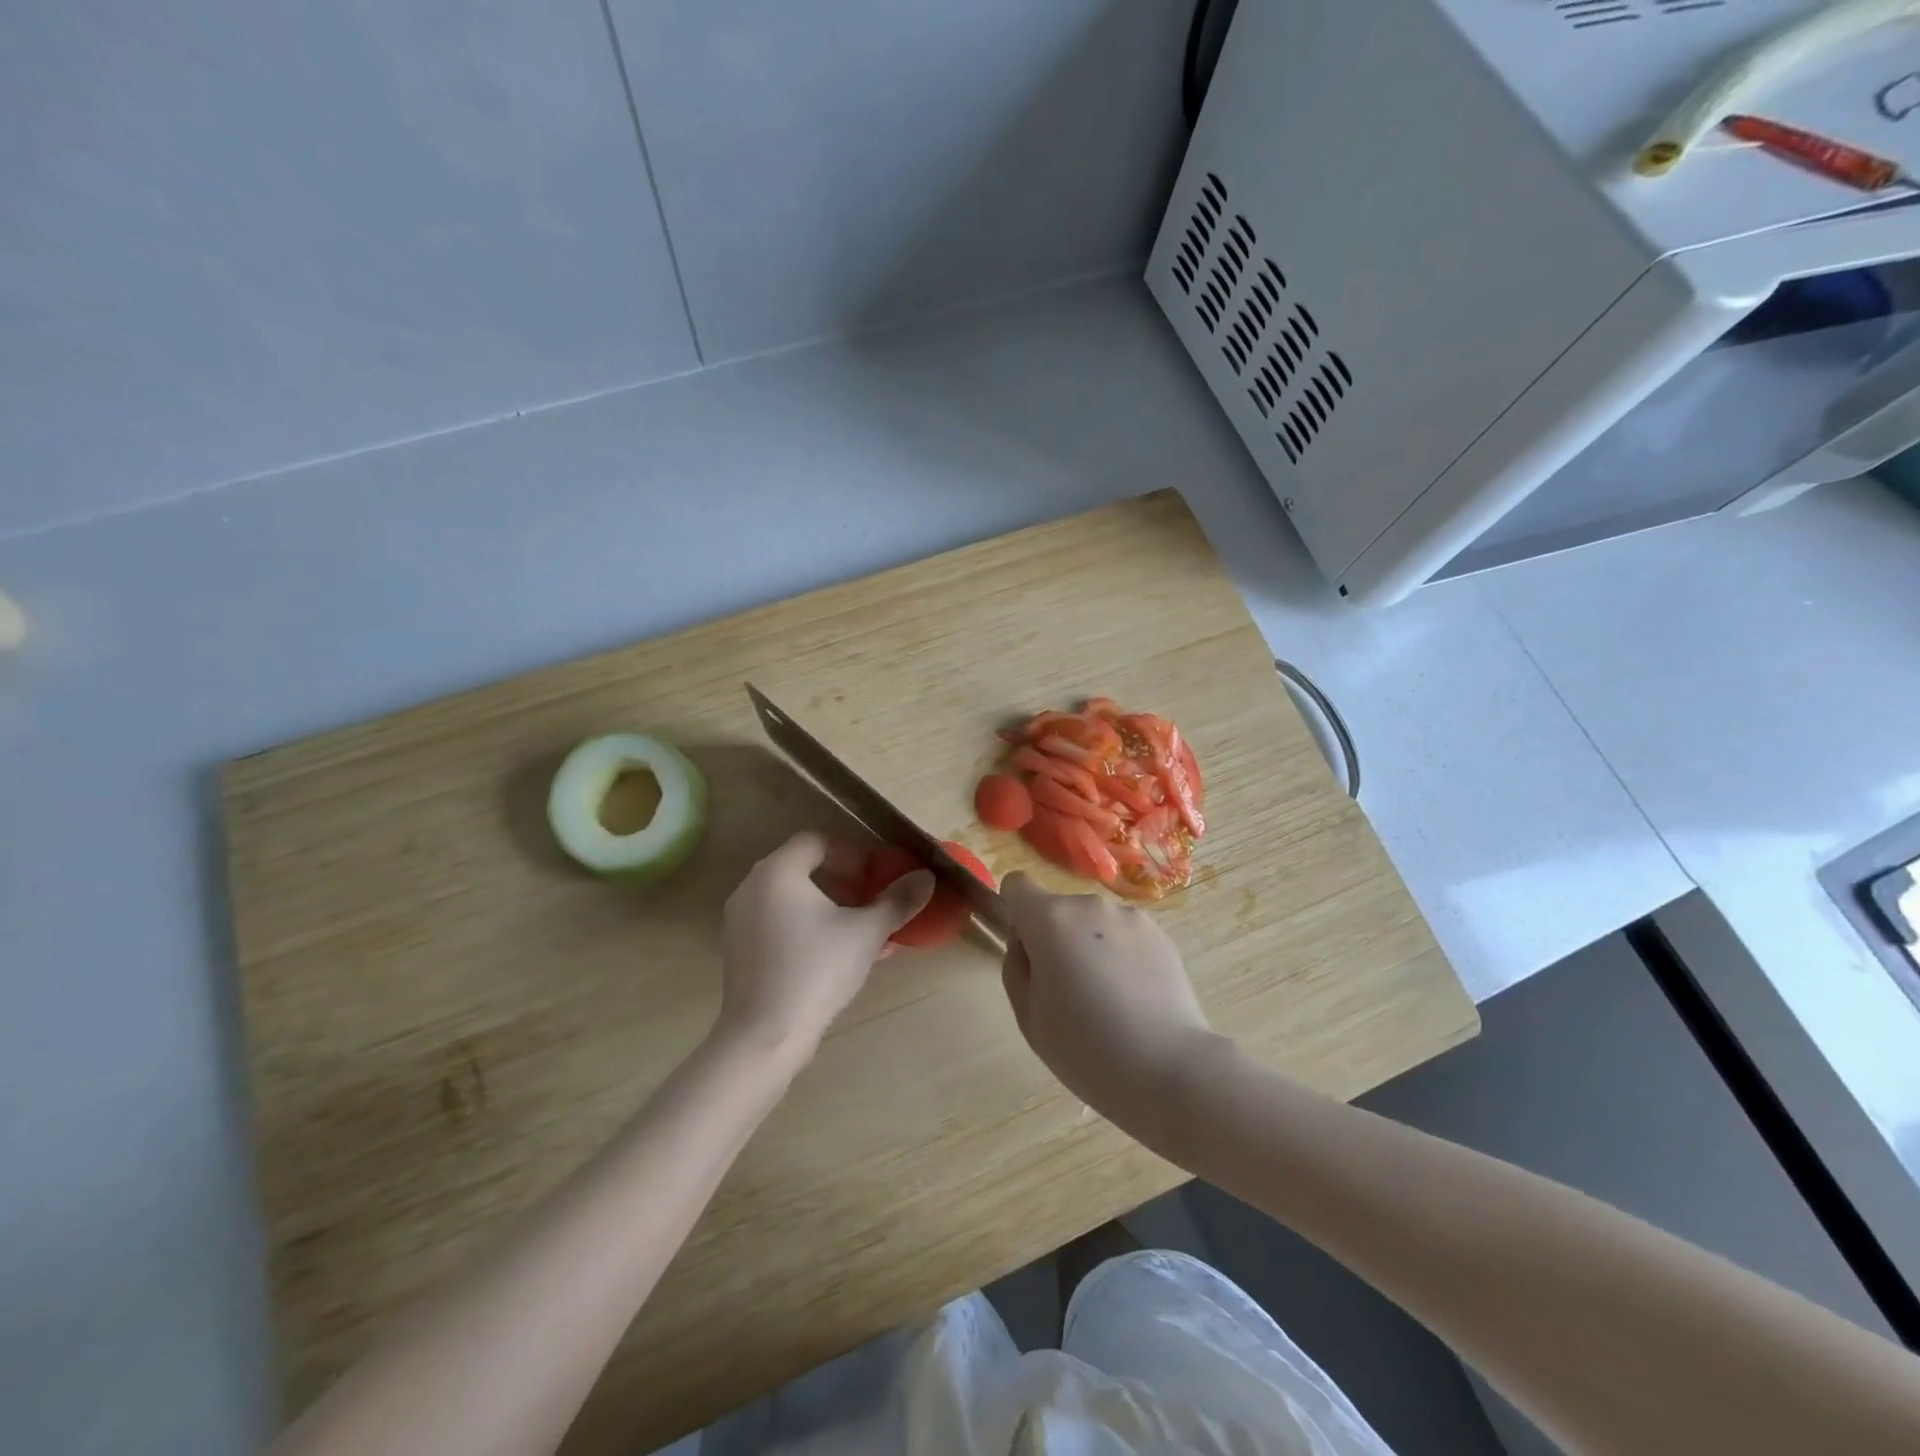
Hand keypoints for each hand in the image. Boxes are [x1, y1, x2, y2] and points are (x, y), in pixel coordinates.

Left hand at [718, 832, 933, 1057]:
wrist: (765, 1037)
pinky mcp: (742, 951)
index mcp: (778, 872)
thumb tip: (927, 877)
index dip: (851, 853)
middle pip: (804, 869)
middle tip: (874, 900)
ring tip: (866, 931)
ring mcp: (742, 921)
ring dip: (832, 908)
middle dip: (845, 883)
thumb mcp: (866, 933)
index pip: (816, 842)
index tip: (877, 874)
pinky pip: (782, 925)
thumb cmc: (816, 970)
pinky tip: (844, 955)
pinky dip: (812, 929)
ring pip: (795, 900)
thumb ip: (897, 901)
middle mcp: (753, 888)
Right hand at [999, 873, 1222, 1124]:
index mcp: (1050, 919)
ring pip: (1094, 923)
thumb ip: (1016, 966)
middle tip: (1069, 992)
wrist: (1167, 1068)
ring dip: (1091, 945)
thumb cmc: (1084, 1049)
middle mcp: (1089, 905)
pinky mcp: (1161, 934)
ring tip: (1108, 998)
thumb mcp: (1028, 1016)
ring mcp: (1130, 916)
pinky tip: (1135, 997)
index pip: (1017, 885)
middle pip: (1057, 910)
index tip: (1029, 953)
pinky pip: (1125, 936)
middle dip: (1056, 938)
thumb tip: (1025, 942)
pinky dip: (1122, 955)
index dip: (1017, 914)